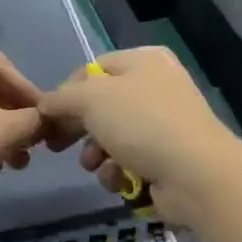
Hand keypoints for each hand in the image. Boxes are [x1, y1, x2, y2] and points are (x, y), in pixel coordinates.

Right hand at [37, 46, 241, 227]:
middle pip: (100, 107)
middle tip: (57, 146)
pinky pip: (129, 162)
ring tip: (97, 166)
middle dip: (79, 130)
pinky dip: (119, 172)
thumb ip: (61, 98)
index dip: (66, 92)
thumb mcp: (92, 98)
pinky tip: (120, 179)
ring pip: (111, 138)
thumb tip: (45, 105)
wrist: (196, 174)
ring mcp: (164, 125)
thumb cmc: (142, 123)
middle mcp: (156, 88)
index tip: (48, 116)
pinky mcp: (167, 159)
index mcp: (144, 61)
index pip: (93, 69)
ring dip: (97, 155)